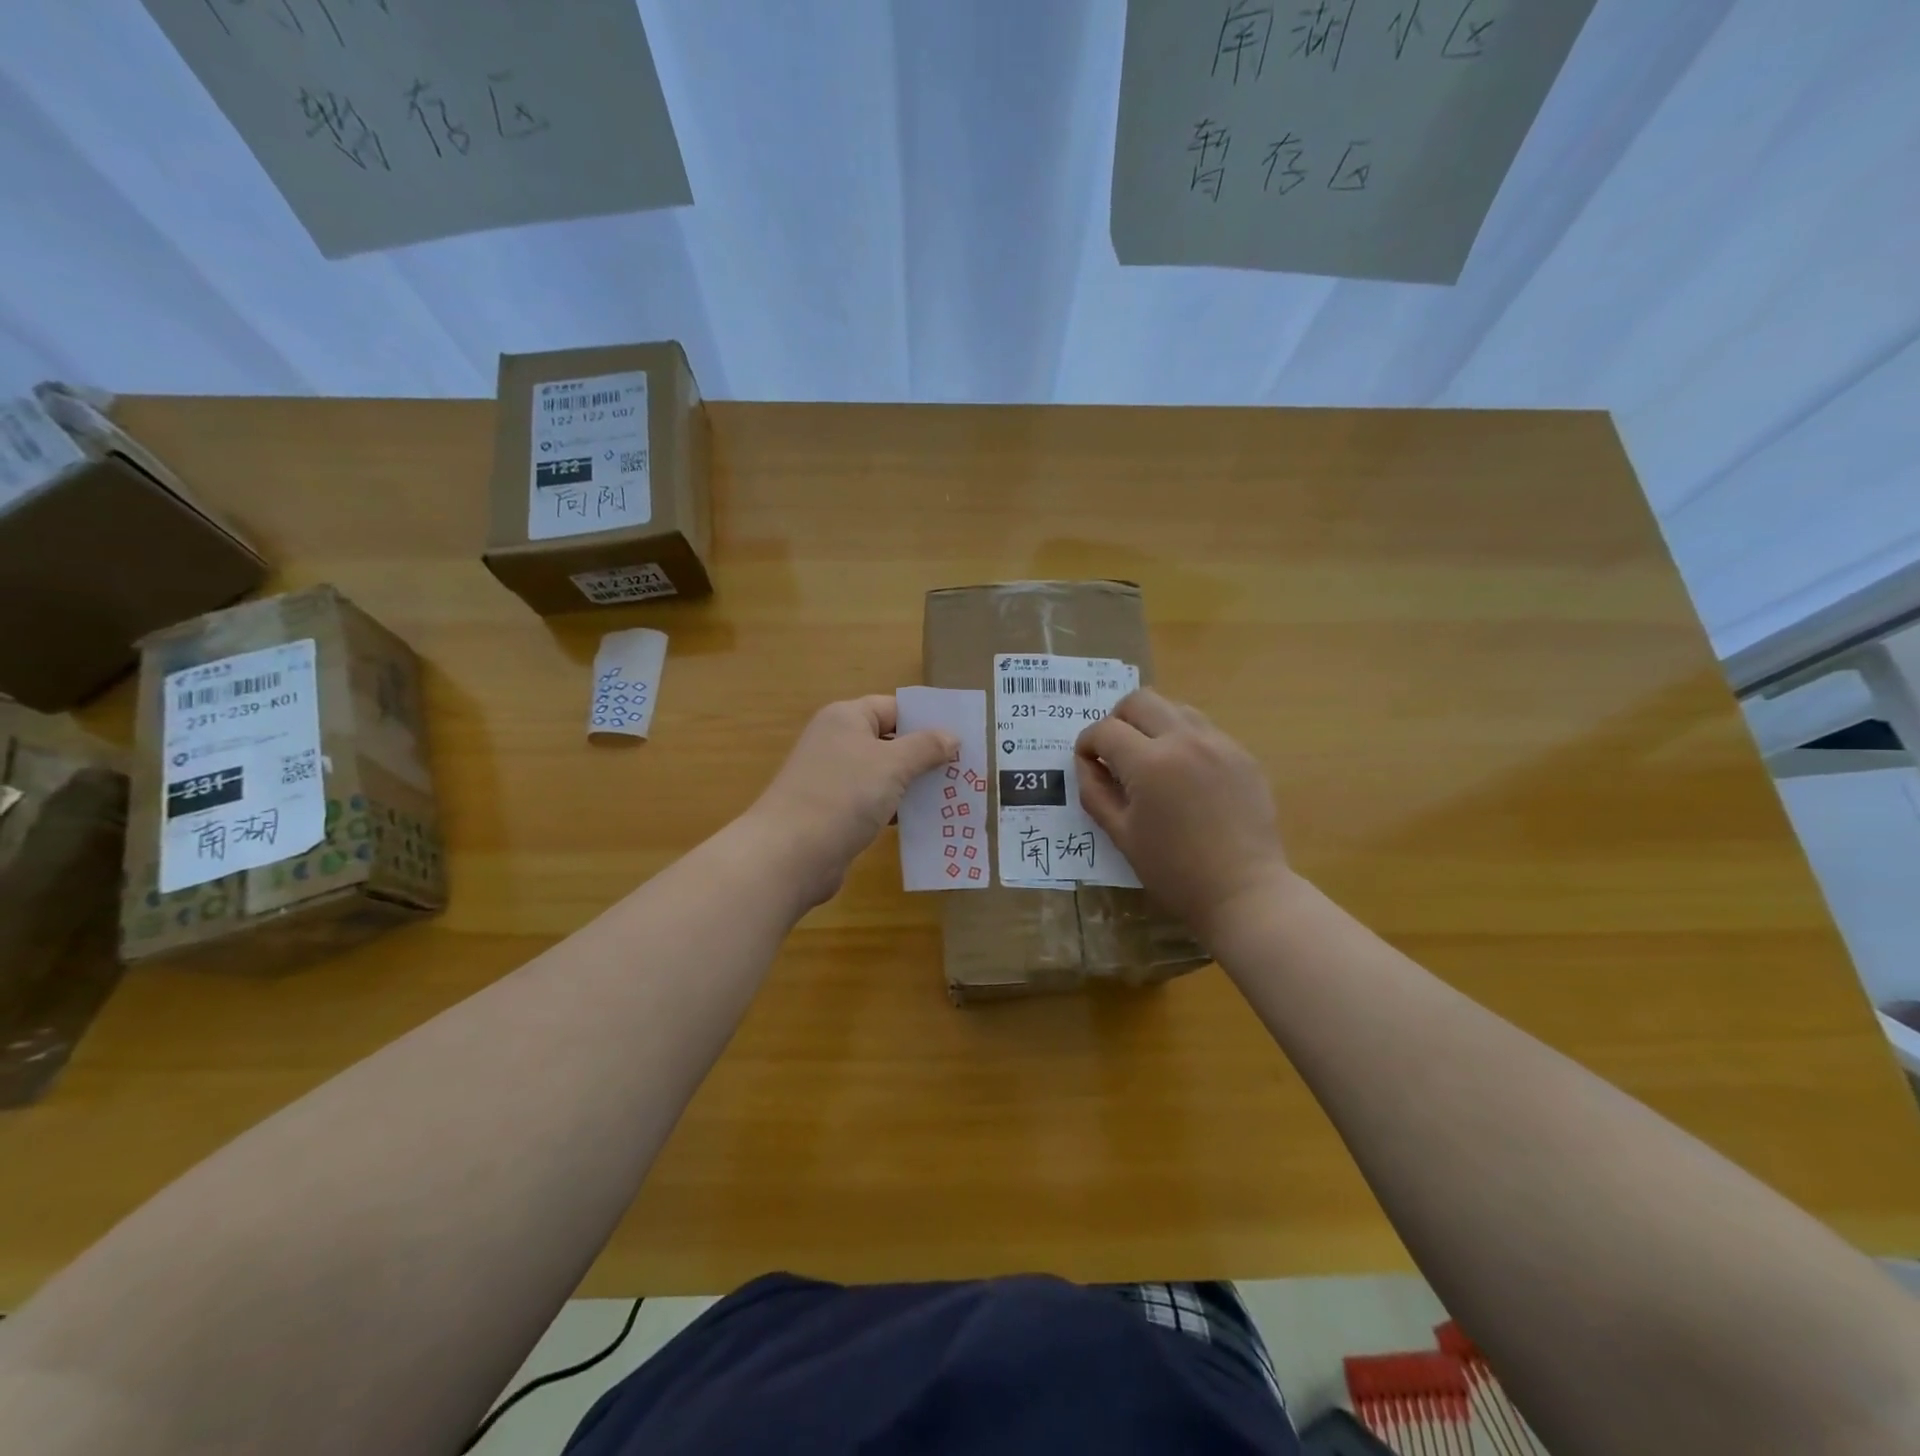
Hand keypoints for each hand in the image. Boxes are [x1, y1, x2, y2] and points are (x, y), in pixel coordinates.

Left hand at [749, 695, 957, 907]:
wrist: (790, 854)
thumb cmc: (844, 795)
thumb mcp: (893, 764)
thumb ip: (925, 747)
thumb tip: (951, 737)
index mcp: (846, 718)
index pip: (894, 708)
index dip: (926, 720)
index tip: (961, 738)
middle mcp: (837, 742)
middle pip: (890, 741)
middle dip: (925, 756)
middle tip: (965, 770)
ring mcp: (834, 779)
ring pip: (884, 775)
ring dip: (915, 786)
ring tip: (954, 796)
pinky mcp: (835, 812)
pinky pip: (875, 803)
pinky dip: (898, 809)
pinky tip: (925, 821)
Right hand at [1075, 689, 1290, 944]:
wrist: (1244, 892)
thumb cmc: (1174, 871)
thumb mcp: (1121, 835)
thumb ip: (1095, 792)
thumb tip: (1086, 763)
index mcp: (1149, 763)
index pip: (1104, 730)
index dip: (1087, 744)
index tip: (1088, 762)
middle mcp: (1185, 740)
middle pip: (1139, 700)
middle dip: (1117, 720)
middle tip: (1115, 752)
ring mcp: (1219, 743)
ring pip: (1175, 708)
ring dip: (1152, 724)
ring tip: (1150, 759)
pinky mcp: (1242, 755)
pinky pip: (1204, 729)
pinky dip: (1183, 739)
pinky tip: (1184, 775)